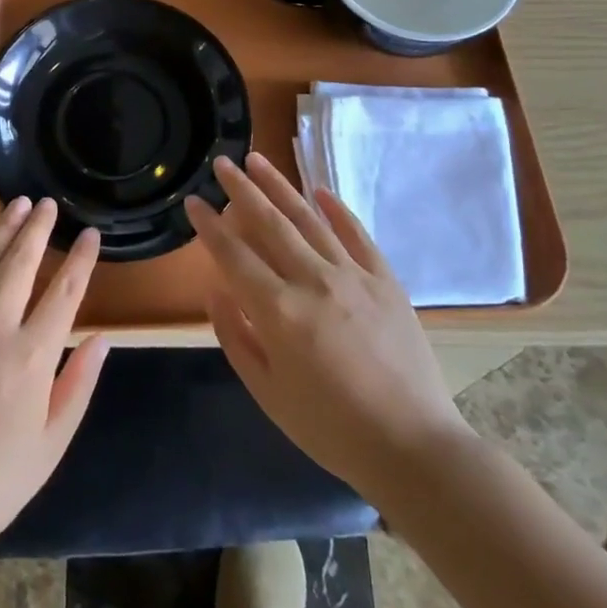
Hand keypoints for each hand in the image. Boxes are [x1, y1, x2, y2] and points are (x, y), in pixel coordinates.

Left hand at [0, 197, 109, 555]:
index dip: (81, 259)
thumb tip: (101, 339)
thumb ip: (79, 386)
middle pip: (20, 262)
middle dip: (37, 228)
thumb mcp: (51, 444)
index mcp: (32, 356)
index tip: (90, 234)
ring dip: (0, 231)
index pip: (65, 292)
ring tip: (14, 206)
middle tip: (46, 204)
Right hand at [189, 153, 471, 501]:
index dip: (209, 225)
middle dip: (240, 189)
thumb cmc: (330, 428)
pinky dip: (336, 210)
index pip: (233, 255)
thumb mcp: (267, 392)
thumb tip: (214, 288)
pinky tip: (319, 190)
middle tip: (221, 162)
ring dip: (279, 186)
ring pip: (308, 218)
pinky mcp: (385, 280)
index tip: (193, 201)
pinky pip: (356, 234)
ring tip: (257, 159)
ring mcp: (352, 276)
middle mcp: (312, 281)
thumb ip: (235, 336)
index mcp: (278, 311)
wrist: (413, 448)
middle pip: (269, 223)